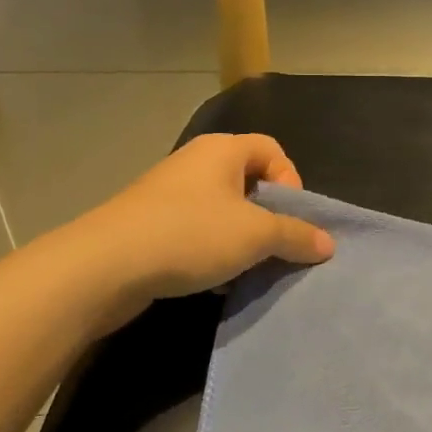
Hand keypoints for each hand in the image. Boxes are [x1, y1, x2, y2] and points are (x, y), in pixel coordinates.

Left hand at [67, 134, 333, 312]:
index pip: (273, 151)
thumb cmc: (190, 235)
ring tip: (245, 270)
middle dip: (267, 217)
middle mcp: (195, 163)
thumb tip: (328, 244)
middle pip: (249, 183)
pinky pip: (195, 232)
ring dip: (241, 240)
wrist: (104, 267)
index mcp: (222, 150)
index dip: (291, 182)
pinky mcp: (149, 225)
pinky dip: (211, 252)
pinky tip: (213, 281)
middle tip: (273, 247)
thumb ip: (297, 236)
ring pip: (222, 212)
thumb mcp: (256, 235)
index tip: (289, 219)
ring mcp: (168, 194)